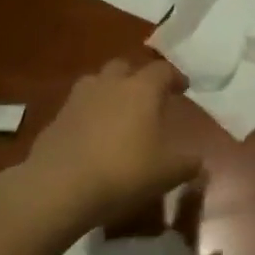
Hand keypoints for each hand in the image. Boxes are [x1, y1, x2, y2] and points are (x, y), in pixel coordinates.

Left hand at [23, 58, 201, 226]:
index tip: (183, 88)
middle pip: (124, 66)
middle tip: (147, 97)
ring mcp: (78, 99)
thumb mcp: (168, 173)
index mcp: (141, 89)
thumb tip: (199, 161)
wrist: (60, 187)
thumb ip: (188, 164)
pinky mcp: (56, 119)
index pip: (162, 70)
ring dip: (109, 91)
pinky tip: (94, 137)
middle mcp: (109, 84)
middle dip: (137, 77)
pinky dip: (89, 115)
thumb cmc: (124, 172)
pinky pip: (78, 107)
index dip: (175, 77)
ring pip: (96, 82)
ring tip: (118, 112)